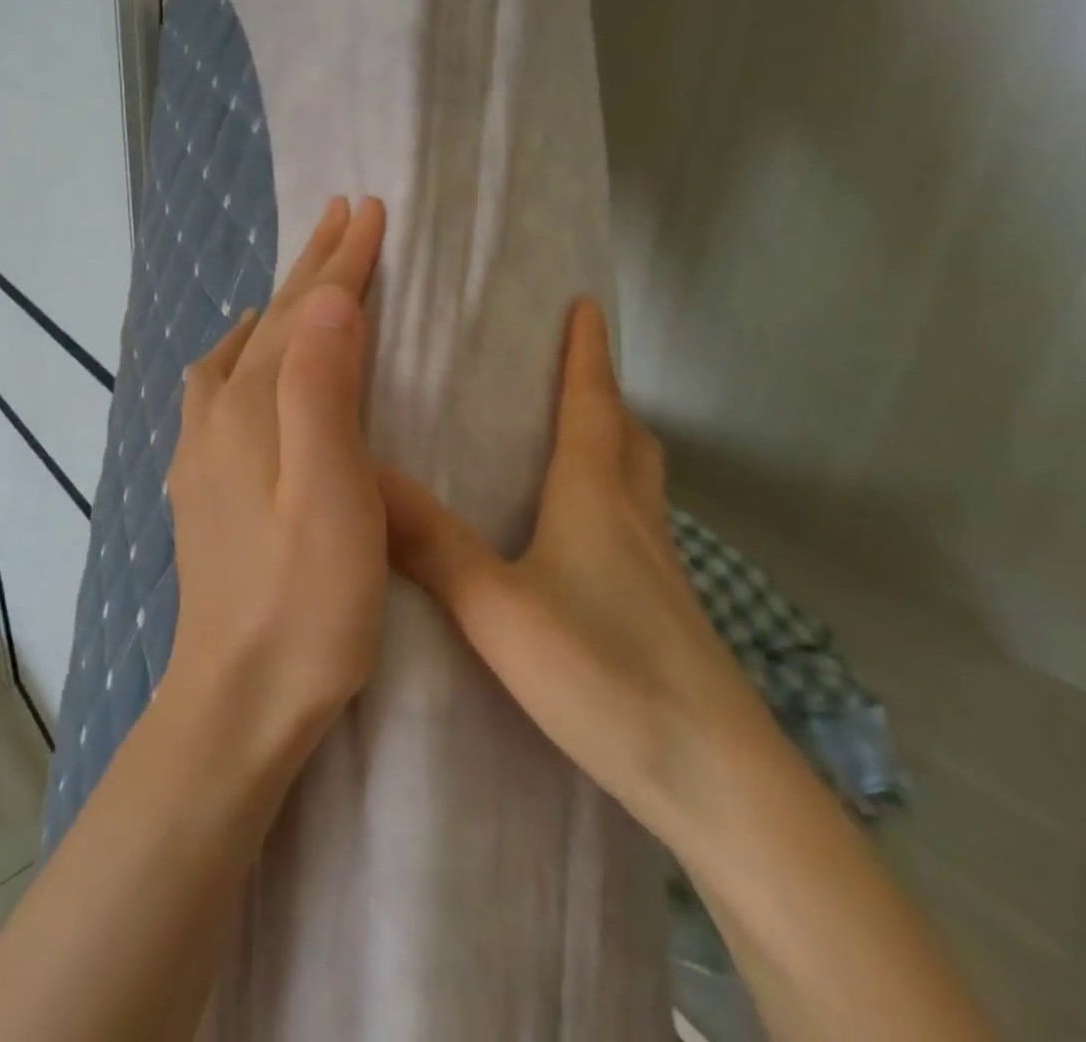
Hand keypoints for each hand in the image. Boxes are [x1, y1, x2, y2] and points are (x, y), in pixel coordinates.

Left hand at [164, 195, 389, 756]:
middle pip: (270, 322)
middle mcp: (219, 416)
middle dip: (311, 267)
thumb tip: (326, 301)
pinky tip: (247, 364)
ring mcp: (202, 450)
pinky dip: (243, 352)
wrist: (236, 698)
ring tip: (300, 282)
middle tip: (344, 217)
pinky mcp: (203, 482)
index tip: (371, 210)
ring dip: (276, 306)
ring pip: (241, 350)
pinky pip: (217, 388)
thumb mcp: (332, 496)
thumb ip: (323, 393)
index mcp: (254, 410)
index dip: (341, 261)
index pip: (305, 315)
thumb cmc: (306, 605)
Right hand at [381, 296, 776, 833]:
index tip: (587, 303)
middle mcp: (636, 519)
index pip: (594, 403)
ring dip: (615, 444)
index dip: (589, 351)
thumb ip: (431, 545)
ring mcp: (661, 568)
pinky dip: (614, 500)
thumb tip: (367, 480)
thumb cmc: (607, 676)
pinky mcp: (669, 611)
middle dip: (605, 392)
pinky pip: (638, 526)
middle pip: (629, 435)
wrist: (718, 783)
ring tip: (572, 439)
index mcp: (597, 498)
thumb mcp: (498, 609)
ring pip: (640, 481)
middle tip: (571, 370)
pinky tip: (581, 537)